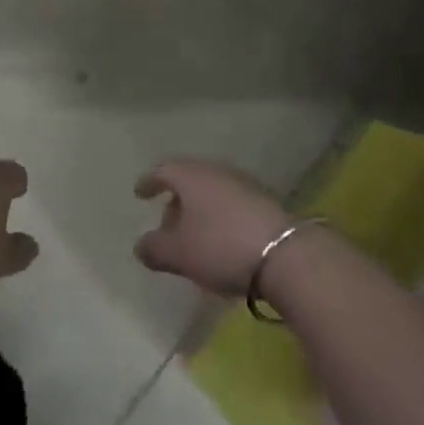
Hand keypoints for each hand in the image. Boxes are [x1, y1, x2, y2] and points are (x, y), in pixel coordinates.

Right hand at [133, 158, 294, 295]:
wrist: (284, 253)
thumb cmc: (220, 246)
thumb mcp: (179, 253)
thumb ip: (154, 248)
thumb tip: (141, 245)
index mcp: (190, 176)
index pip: (163, 170)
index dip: (149, 182)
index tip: (140, 193)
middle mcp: (215, 171)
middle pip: (189, 179)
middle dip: (175, 200)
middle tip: (167, 224)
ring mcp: (242, 183)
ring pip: (211, 191)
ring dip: (199, 210)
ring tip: (194, 236)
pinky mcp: (263, 201)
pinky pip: (230, 203)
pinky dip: (219, 216)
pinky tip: (220, 240)